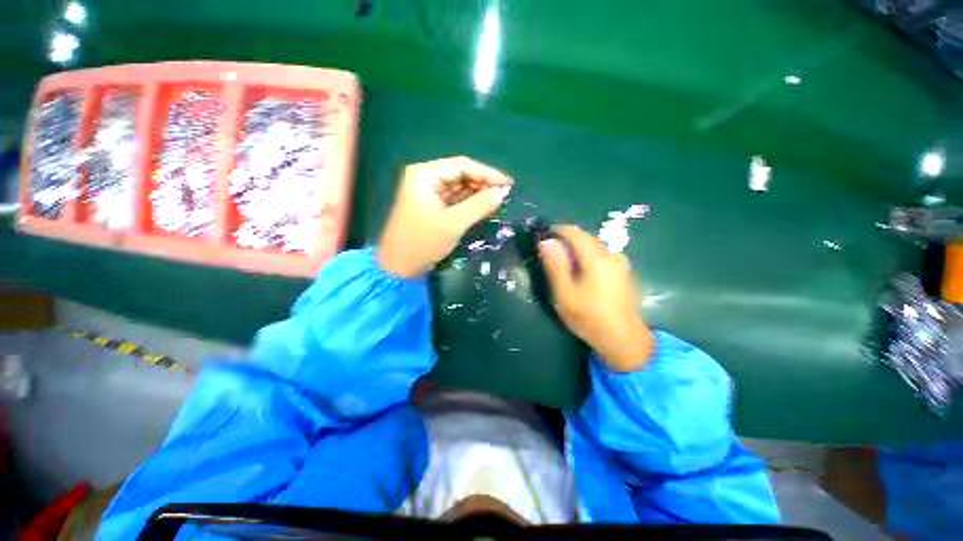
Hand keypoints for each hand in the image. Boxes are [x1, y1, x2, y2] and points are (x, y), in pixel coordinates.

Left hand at [377, 156, 511, 278]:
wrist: (398, 268)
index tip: (509, 184)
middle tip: (505, 194)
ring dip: (477, 193)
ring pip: (458, 187)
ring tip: (499, 201)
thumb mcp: (453, 223)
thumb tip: (503, 192)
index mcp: (425, 175)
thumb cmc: (422, 243)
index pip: (462, 165)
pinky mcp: (430, 206)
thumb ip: (479, 205)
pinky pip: (454, 199)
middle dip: (483, 184)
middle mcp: (425, 178)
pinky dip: (469, 203)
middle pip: (460, 174)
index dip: (488, 173)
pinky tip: (484, 207)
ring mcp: (427, 193)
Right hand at [538, 225, 653, 371]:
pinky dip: (587, 258)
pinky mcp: (624, 272)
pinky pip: (601, 257)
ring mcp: (621, 263)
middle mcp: (612, 255)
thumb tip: (546, 242)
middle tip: (550, 254)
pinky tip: (581, 275)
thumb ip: (555, 266)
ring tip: (563, 266)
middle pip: (585, 238)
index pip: (574, 232)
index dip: (557, 231)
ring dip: (576, 251)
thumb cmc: (588, 317)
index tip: (543, 237)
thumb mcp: (564, 293)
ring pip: (593, 248)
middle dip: (566, 241)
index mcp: (597, 258)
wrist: (623, 339)